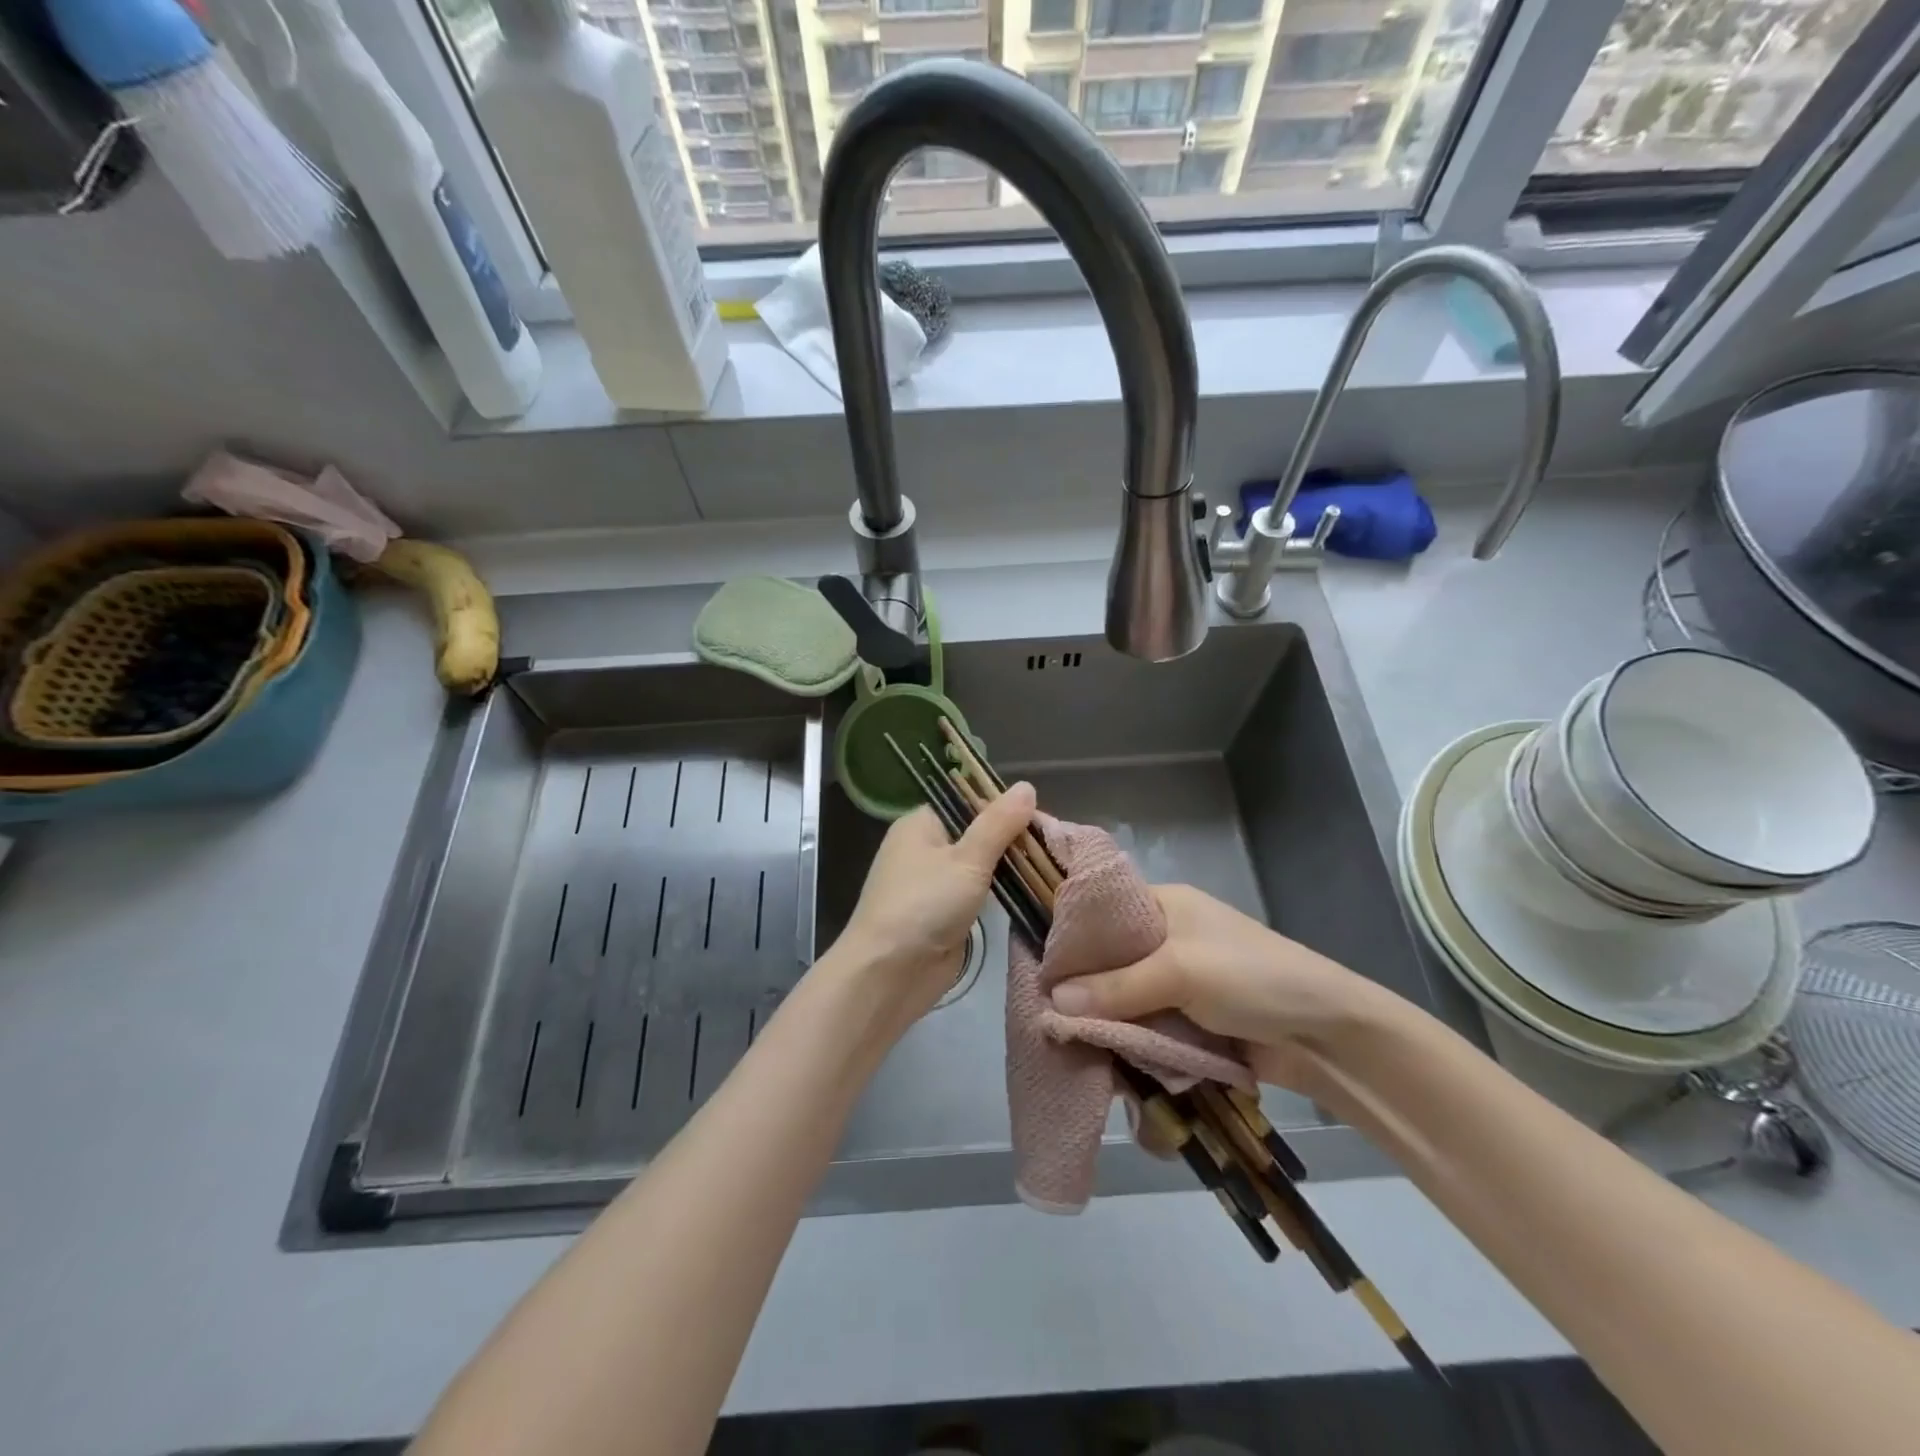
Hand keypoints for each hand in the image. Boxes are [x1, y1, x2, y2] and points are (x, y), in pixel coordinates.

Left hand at [835, 783, 1036, 1024]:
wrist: (888, 974)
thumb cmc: (924, 905)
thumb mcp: (967, 859)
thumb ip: (999, 824)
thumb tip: (1027, 786)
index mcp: (920, 823)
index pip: (967, 801)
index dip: (1003, 807)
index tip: (1042, 819)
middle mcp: (923, 848)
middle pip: (975, 833)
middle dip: (1011, 840)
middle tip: (1053, 846)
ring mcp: (932, 883)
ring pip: (978, 865)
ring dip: (1008, 868)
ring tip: (1050, 866)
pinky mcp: (942, 914)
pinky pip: (976, 894)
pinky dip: (999, 893)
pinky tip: (1030, 892)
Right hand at [1046, 883, 1384, 1094]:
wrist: (1327, 1036)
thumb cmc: (1253, 978)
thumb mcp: (1180, 970)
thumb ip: (1117, 986)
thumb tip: (1053, 1001)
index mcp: (1161, 906)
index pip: (1099, 912)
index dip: (1067, 935)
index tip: (1033, 965)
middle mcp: (1162, 941)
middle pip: (1106, 963)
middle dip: (1080, 990)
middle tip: (1041, 1015)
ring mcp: (1174, 985)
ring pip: (1121, 1002)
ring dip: (1103, 1025)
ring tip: (1064, 1048)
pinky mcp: (1185, 1024)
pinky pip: (1143, 1032)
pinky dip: (1127, 1048)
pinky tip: (1101, 1065)